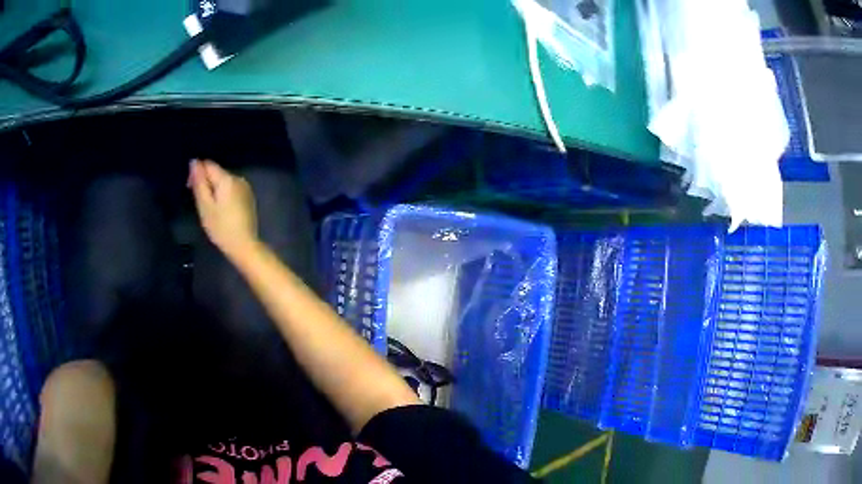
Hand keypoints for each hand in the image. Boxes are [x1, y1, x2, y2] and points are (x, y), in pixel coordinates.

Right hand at [189, 159, 257, 258]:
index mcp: (227, 178)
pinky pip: (231, 189)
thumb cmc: (221, 227)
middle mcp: (238, 178)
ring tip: (209, 208)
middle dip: (205, 182)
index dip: (197, 173)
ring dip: (214, 189)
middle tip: (199, 203)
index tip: (190, 188)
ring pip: (224, 181)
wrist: (244, 245)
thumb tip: (194, 162)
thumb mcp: (205, 206)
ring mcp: (245, 187)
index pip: (208, 164)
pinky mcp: (248, 197)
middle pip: (217, 172)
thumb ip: (199, 183)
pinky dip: (223, 195)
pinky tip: (220, 210)